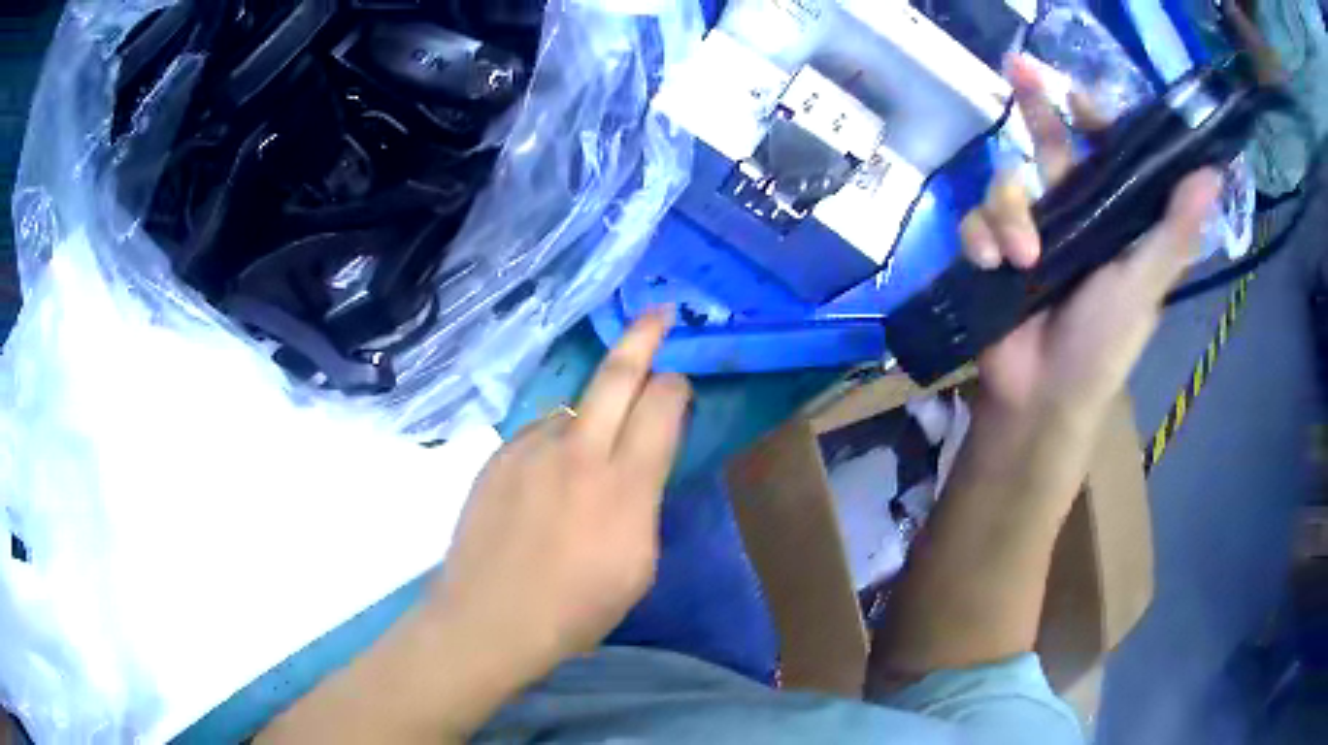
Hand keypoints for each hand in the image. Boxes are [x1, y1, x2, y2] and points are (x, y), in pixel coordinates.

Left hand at [427, 309, 690, 675]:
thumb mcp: (639, 565)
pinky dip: (555, 441)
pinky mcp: (498, 456)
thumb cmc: (576, 609)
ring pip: (573, 406)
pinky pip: (538, 432)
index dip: (676, 386)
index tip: (679, 386)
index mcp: (625, 484)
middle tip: (659, 313)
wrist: (490, 617)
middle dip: (644, 337)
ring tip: (589, 455)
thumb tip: (638, 465)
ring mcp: (530, 448)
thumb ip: (643, 502)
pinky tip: (548, 478)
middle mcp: (579, 451)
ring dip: (592, 413)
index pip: (662, 405)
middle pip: (616, 374)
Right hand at [962, 56, 1222, 423]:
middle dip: (1035, 106)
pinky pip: (975, 219)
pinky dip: (980, 238)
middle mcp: (1071, 215)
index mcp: (1111, 219)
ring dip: (1009, 213)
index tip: (1077, 96)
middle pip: (1049, 144)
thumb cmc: (1103, 344)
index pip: (1104, 152)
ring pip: (1007, 183)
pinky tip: (991, 265)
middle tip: (1017, 69)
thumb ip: (1175, 229)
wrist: (1041, 396)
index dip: (1094, 119)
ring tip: (1022, 259)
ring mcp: (1028, 231)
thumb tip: (1212, 171)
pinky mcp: (991, 250)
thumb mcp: (1146, 283)